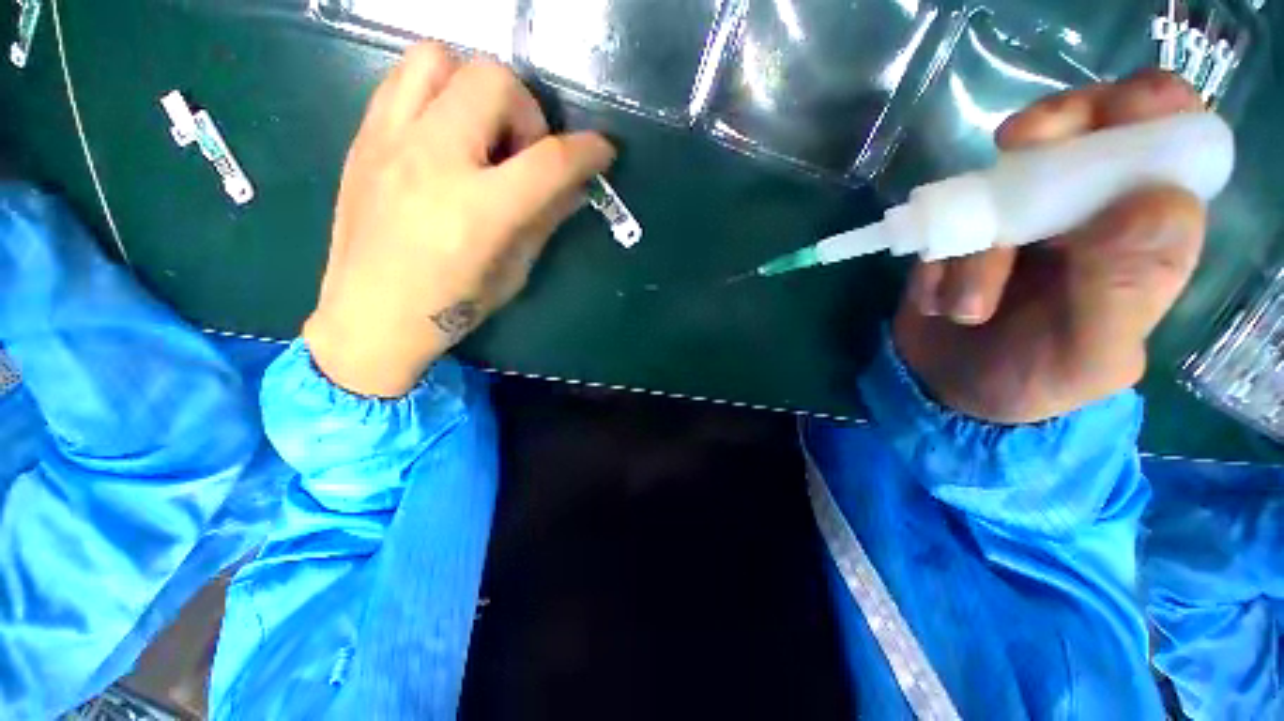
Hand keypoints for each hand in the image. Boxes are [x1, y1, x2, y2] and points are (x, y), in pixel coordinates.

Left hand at [303, 42, 615, 397]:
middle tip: (523, 153)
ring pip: (440, 59)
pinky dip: (437, 91)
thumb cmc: (452, 306)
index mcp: (479, 210)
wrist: (370, 315)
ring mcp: (390, 141)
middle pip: (494, 81)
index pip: (549, 161)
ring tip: (481, 132)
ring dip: (476, 87)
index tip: (603, 151)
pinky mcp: (364, 138)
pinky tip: (445, 134)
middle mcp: (433, 160)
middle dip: (527, 111)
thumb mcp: (515, 271)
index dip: (587, 151)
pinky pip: (403, 78)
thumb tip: (574, 187)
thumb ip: (545, 220)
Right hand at [894, 71, 1208, 423]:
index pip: (1166, 129)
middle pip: (1079, 125)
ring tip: (964, 312)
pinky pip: (941, 221)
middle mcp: (1089, 207)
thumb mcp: (1091, 354)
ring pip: (995, 183)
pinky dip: (935, 263)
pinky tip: (937, 304)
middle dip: (1041, 143)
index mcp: (1146, 229)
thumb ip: (1127, 287)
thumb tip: (1155, 199)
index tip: (1086, 135)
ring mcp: (1018, 214)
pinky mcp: (960, 229)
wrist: (953, 388)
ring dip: (970, 250)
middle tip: (1004, 178)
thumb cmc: (1036, 378)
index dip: (1135, 109)